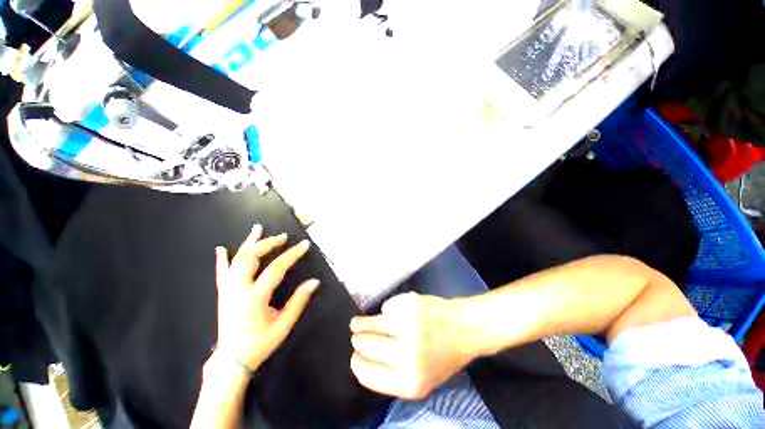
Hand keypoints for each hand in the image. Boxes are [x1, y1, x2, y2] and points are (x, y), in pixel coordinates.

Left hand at [214, 224, 319, 370]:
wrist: (231, 360)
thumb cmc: (260, 343)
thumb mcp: (284, 324)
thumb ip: (299, 301)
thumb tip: (314, 282)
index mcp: (255, 297)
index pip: (276, 268)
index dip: (292, 254)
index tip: (304, 245)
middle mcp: (239, 289)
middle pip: (251, 257)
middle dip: (268, 243)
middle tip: (283, 237)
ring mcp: (228, 290)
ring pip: (236, 260)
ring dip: (248, 243)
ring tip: (257, 229)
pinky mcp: (223, 294)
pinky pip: (221, 273)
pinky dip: (222, 259)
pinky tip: (221, 248)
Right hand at [349, 292, 475, 399]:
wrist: (465, 328)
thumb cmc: (443, 356)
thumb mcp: (421, 380)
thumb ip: (392, 376)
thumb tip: (362, 359)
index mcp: (410, 382)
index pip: (368, 374)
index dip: (357, 364)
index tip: (354, 357)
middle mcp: (408, 355)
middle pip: (366, 345)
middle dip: (357, 341)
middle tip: (355, 336)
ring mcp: (409, 325)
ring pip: (372, 323)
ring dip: (361, 323)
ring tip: (356, 323)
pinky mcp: (410, 304)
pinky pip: (386, 307)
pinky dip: (386, 310)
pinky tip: (394, 313)